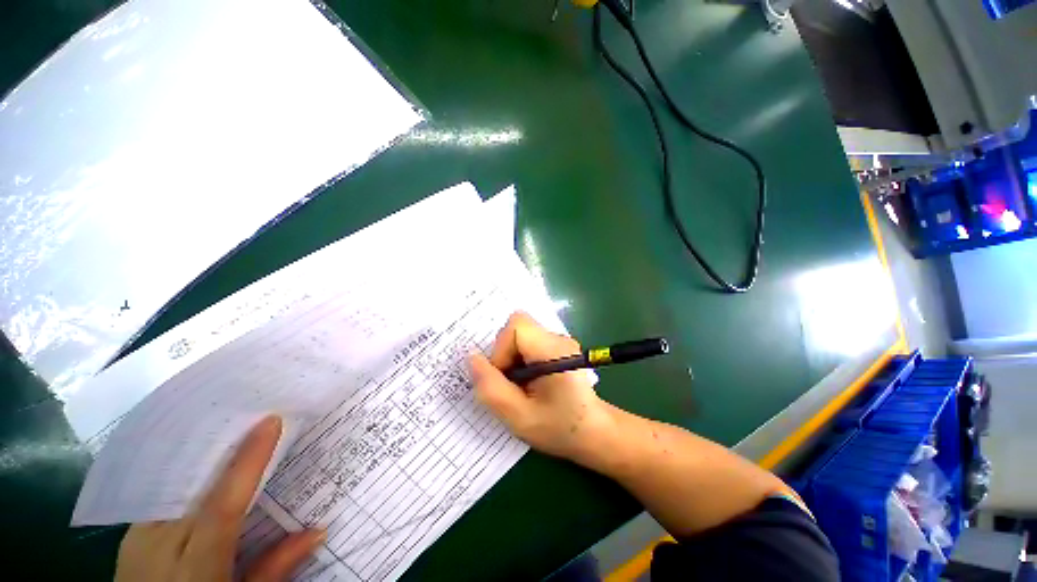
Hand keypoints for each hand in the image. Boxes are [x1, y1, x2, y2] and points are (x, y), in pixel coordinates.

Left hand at [115, 416, 324, 581]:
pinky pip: (162, 492)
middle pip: (196, 484)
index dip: (248, 462)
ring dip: (206, 455)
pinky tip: (202, 464)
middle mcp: (159, 545)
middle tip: (256, 413)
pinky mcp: (129, 534)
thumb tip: (319, 530)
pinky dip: (186, 473)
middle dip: (227, 446)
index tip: (271, 422)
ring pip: (175, 482)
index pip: (223, 506)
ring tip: (233, 429)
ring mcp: (137, 537)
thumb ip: (274, 568)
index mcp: (194, 567)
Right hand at [469, 312, 613, 463]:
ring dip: (511, 358)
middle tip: (513, 384)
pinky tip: (529, 381)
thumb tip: (471, 358)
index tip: (506, 378)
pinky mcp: (557, 346)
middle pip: (517, 327)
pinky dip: (519, 359)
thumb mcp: (519, 417)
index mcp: (554, 351)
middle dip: (505, 354)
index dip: (501, 349)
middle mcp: (558, 338)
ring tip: (522, 385)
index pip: (517, 325)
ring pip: (520, 335)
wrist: (594, 432)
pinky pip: (527, 342)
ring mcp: (559, 340)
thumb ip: (492, 388)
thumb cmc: (560, 428)